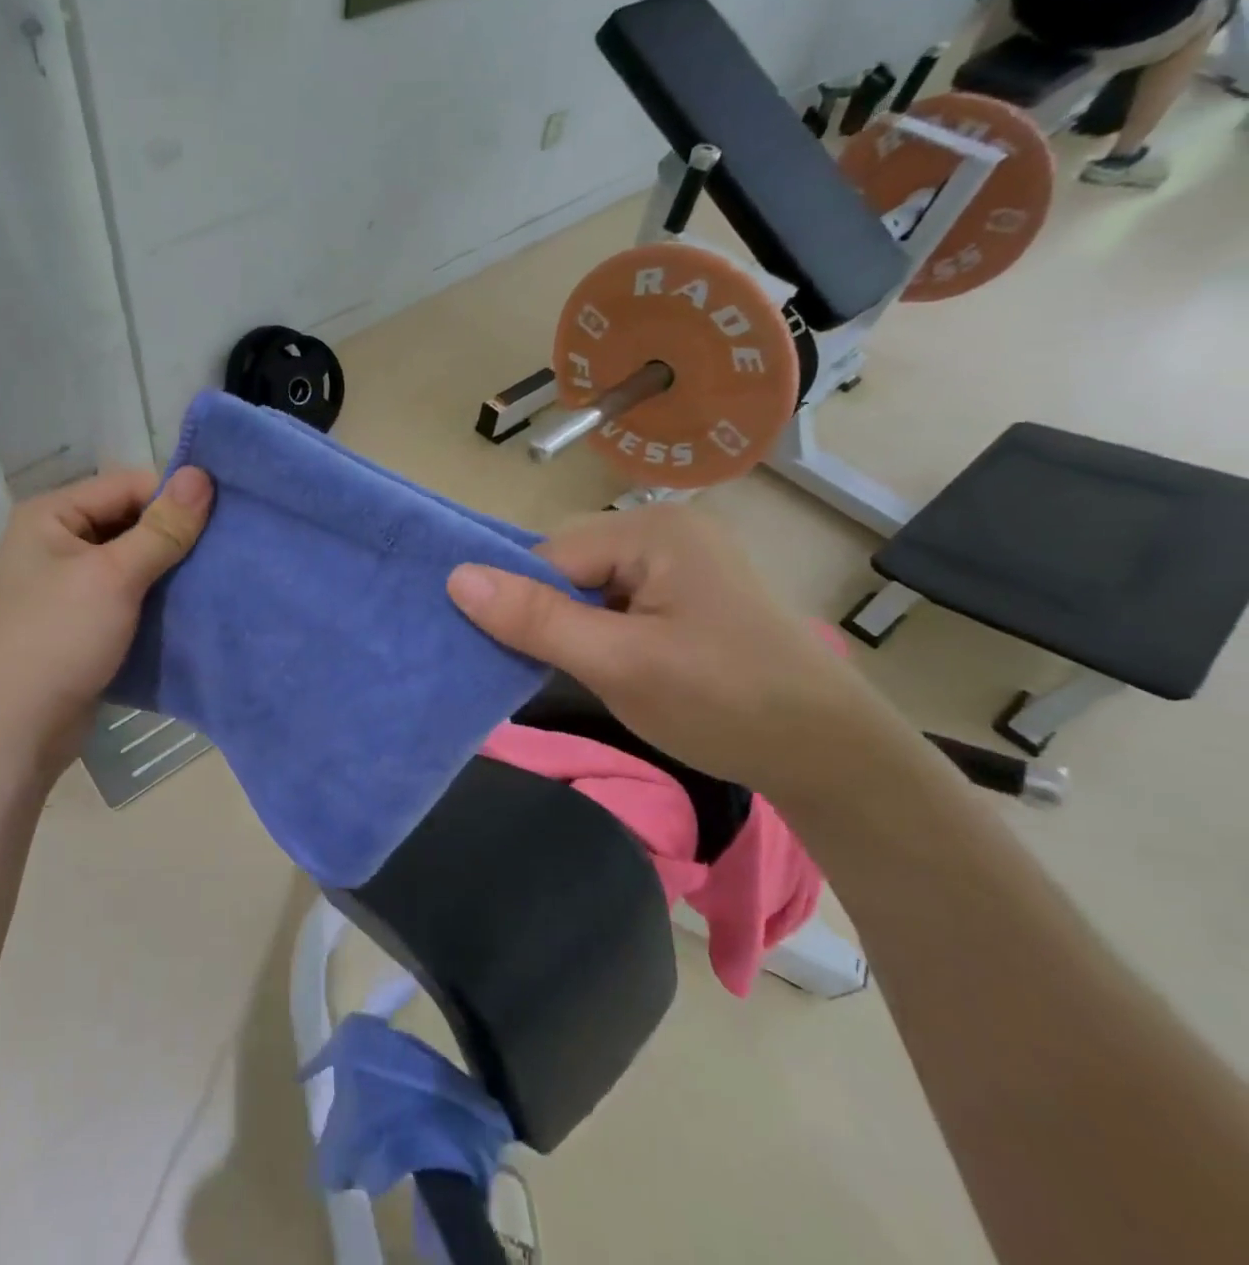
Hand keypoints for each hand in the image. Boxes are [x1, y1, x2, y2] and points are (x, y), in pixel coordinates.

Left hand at [0, 467, 213, 772]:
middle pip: (128, 519)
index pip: (126, 485)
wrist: (19, 727)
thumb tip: (201, 474)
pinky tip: (186, 602)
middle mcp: (55, 539)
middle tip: (222, 549)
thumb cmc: (61, 638)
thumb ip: (162, 528)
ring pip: (131, 556)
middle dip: (173, 534)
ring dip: (167, 566)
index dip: (173, 498)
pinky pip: (125, 589)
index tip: (222, 517)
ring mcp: (65, 579)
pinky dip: (154, 593)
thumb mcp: (116, 576)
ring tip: (211, 575)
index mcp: (51, 514)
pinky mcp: (80, 615)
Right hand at [446, 505, 913, 803]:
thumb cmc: (725, 703)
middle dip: (555, 616)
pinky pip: (618, 602)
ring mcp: (681, 561)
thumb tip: (454, 578)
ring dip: (577, 628)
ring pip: (590, 587)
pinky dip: (602, 633)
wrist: (833, 759)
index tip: (524, 658)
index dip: (528, 605)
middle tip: (566, 669)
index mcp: (654, 529)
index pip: (552, 555)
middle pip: (570, 566)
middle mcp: (667, 529)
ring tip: (595, 673)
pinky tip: (617, 667)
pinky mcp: (687, 593)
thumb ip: (537, 620)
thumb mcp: (619, 664)